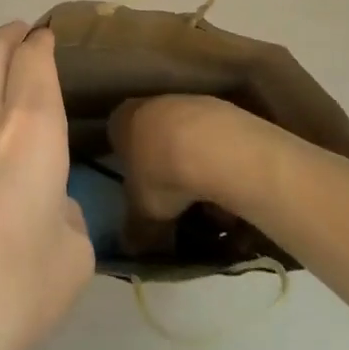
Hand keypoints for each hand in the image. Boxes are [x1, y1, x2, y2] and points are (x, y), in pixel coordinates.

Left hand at [0, 24, 92, 349]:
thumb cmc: (15, 291)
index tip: (45, 36)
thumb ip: (64, 216)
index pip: (34, 61)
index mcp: (29, 130)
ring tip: (0, 167)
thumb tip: (46, 208)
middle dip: (7, 38)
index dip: (41, 43)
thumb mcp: (72, 259)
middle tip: (18, 33)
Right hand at [107, 93, 262, 257]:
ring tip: (209, 205)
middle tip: (176, 203)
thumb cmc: (162, 175)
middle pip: (156, 139)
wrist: (213, 147)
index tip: (141, 193)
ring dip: (195, 169)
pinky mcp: (222, 107)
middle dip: (166, 170)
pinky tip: (230, 188)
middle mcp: (152, 103)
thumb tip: (130, 247)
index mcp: (123, 120)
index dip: (129, 168)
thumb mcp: (142, 213)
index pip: (118, 139)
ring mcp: (188, 102)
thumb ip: (135, 230)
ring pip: (187, 140)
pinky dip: (220, 163)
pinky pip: (216, 141)